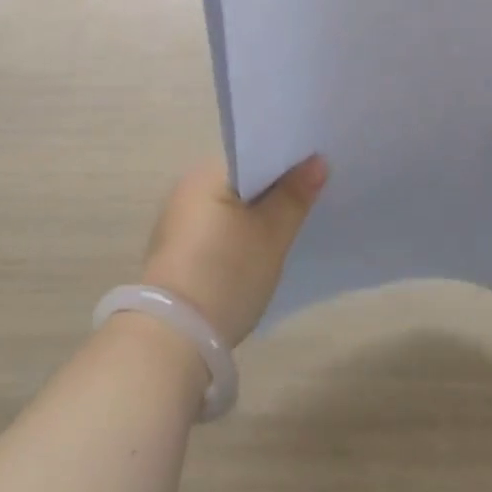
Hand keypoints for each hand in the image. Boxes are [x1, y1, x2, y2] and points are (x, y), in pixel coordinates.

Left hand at [140, 158, 327, 344]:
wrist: (174, 338)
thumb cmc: (226, 273)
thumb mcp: (271, 234)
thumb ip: (295, 195)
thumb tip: (317, 160)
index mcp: (206, 173)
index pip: (254, 153)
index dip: (287, 161)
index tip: (317, 170)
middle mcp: (187, 189)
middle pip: (243, 180)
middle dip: (274, 189)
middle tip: (312, 197)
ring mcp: (179, 222)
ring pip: (231, 206)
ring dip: (257, 214)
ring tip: (292, 223)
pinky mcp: (177, 252)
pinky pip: (218, 229)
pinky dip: (240, 234)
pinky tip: (260, 250)